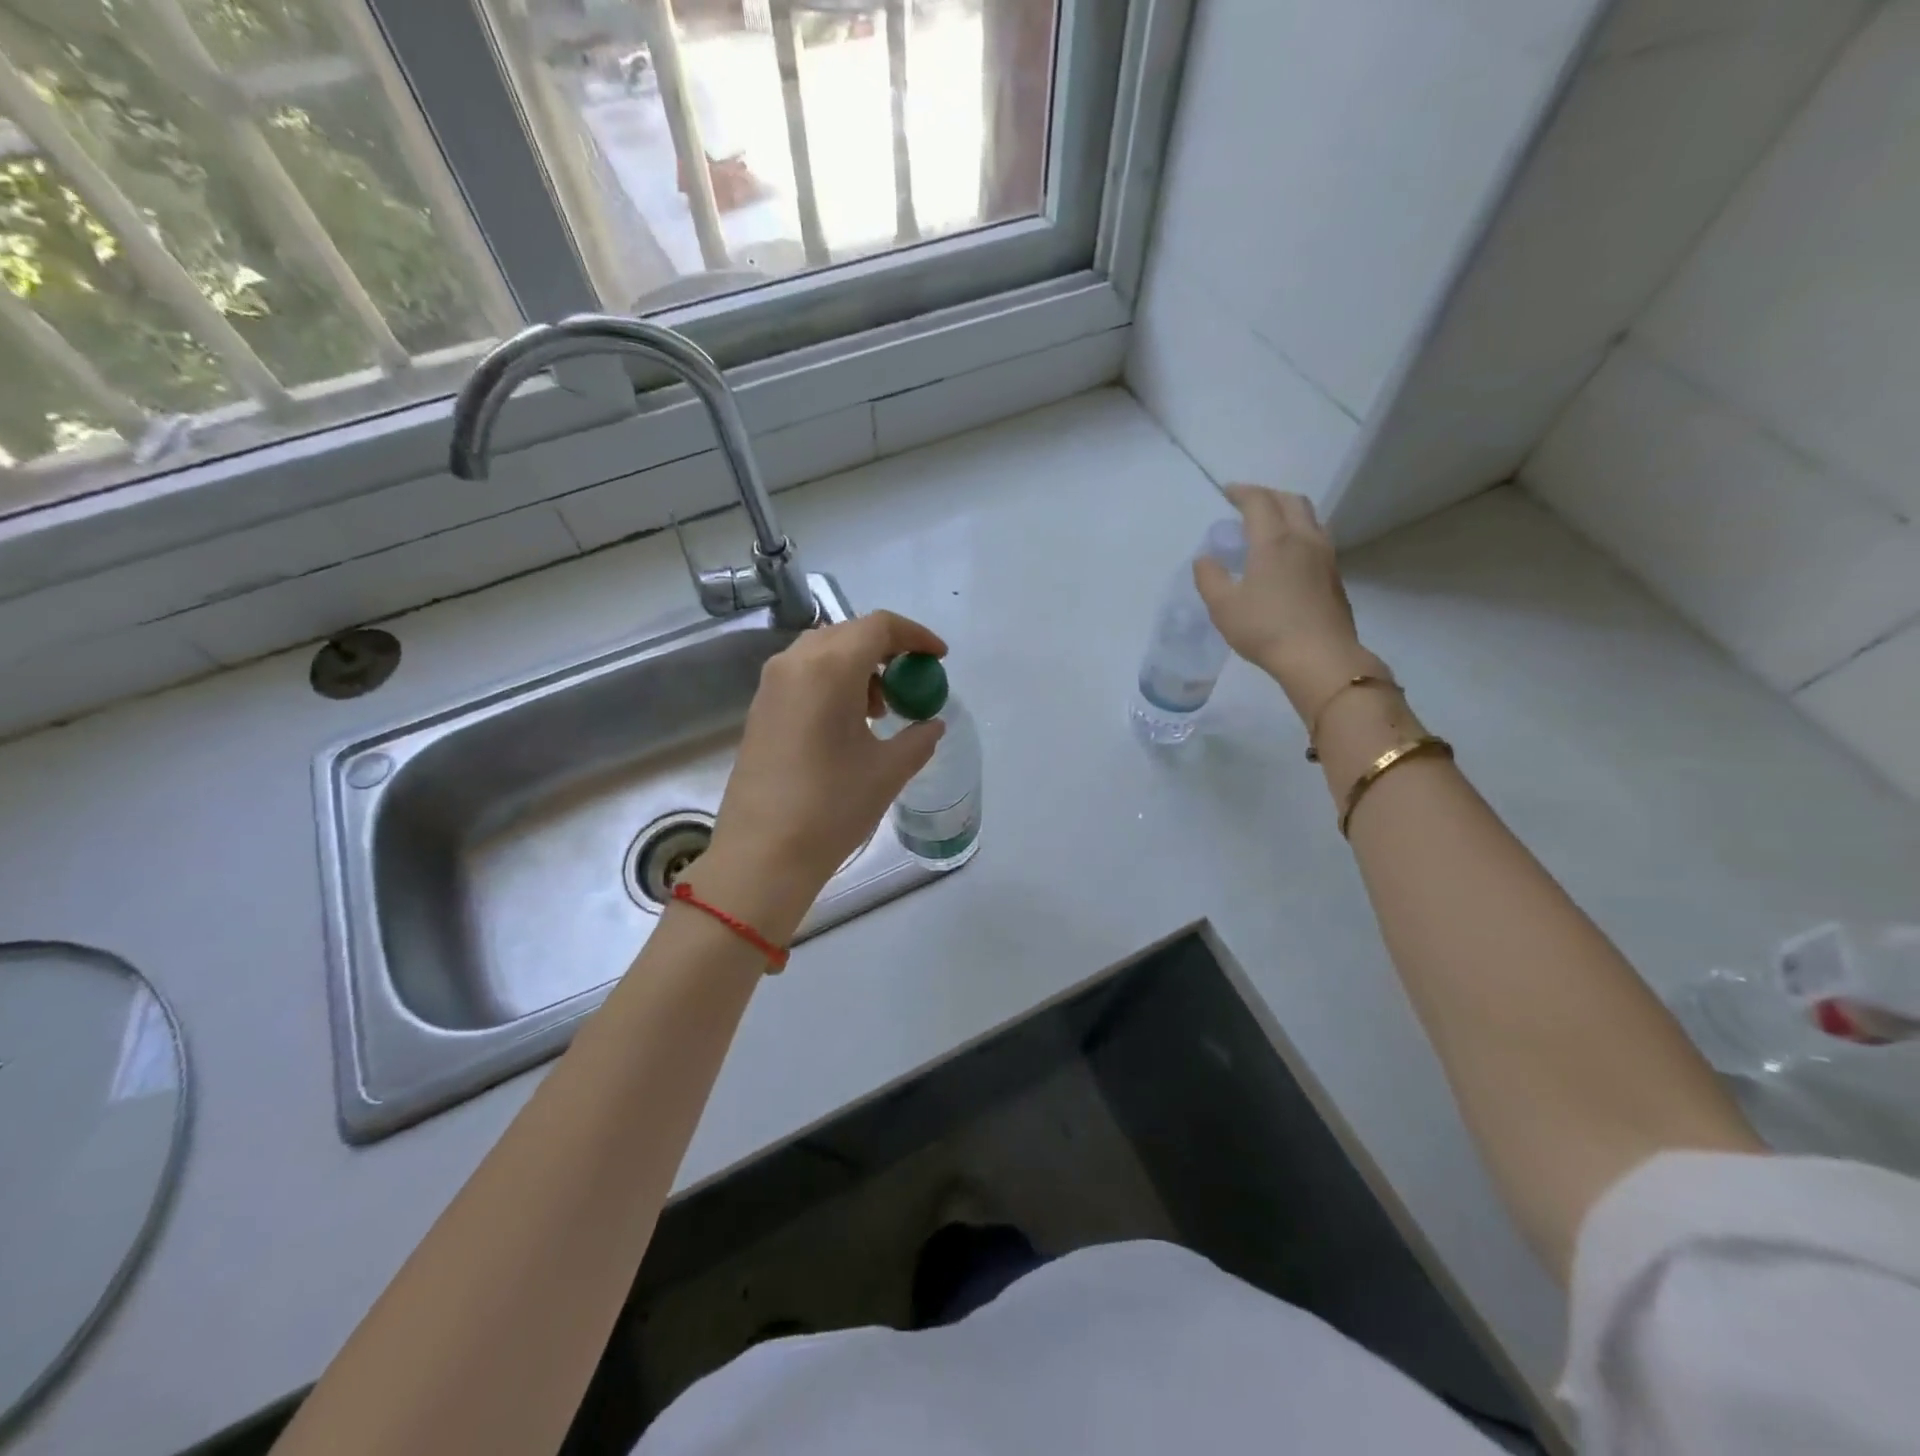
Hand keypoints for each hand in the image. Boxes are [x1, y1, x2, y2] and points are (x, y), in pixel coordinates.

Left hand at [691, 611, 947, 942]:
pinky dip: (833, 682)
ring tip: (881, 710)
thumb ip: (919, 738)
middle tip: (911, 683)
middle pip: (849, 634)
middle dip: (887, 651)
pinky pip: (803, 674)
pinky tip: (847, 723)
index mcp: (829, 668)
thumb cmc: (831, 807)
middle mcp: (795, 663)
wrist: (761, 854)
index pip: (879, 627)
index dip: (915, 636)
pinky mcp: (759, 709)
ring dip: (859, 667)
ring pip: (823, 652)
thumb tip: (931, 723)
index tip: (938, 658)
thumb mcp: (888, 771)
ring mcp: (771, 685)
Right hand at [1194, 485, 1378, 719]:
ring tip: (1270, 525)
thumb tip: (1205, 559)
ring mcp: (1325, 556)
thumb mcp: (1223, 606)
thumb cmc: (1265, 629)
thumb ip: (1209, 577)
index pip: (1259, 501)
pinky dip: (1299, 532)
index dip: (1242, 492)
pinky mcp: (1334, 575)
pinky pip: (1317, 538)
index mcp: (1273, 540)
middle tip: (1248, 503)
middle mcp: (1303, 538)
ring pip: (1309, 517)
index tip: (1227, 492)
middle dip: (1268, 495)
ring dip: (1288, 511)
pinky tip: (1288, 553)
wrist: (1319, 656)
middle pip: (1291, 501)